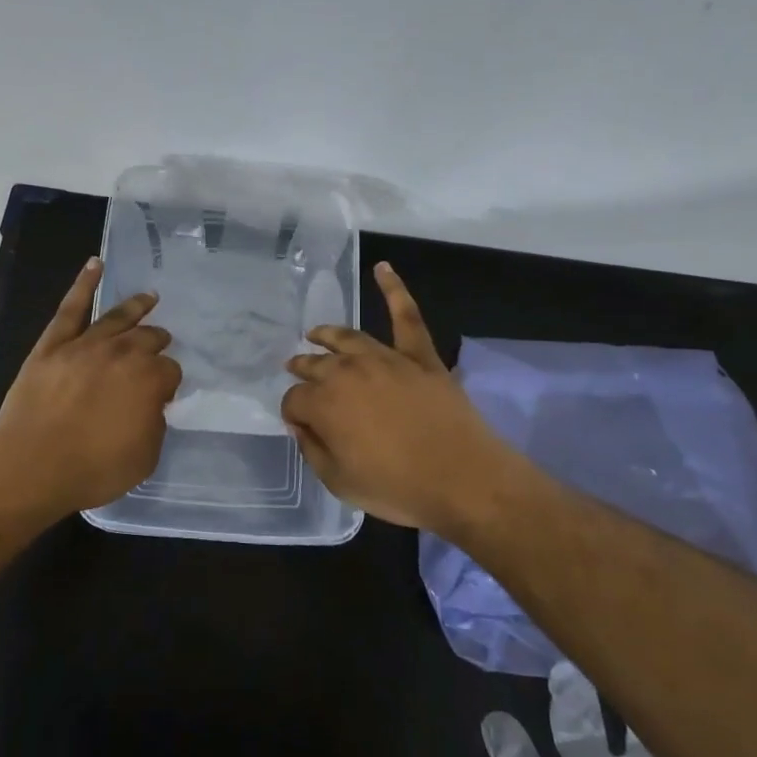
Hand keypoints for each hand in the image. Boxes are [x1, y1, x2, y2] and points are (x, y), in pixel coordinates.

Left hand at [0, 257, 181, 513]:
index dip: (168, 383)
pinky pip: (72, 307)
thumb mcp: (144, 457)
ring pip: (117, 317)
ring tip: (149, 298)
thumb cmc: (93, 468)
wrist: (33, 464)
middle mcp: (123, 353)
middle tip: (161, 344)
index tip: (162, 394)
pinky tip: (95, 265)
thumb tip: (150, 405)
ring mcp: (86, 344)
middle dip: (157, 341)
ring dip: (137, 307)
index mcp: (150, 379)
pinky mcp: (54, 343)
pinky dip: (84, 283)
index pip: (170, 371)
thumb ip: (154, 424)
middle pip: (148, 339)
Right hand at [282, 262, 508, 532]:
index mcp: (323, 403)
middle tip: (296, 370)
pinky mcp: (420, 355)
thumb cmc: (397, 488)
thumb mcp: (339, 481)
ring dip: (327, 335)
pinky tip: (383, 268)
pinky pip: (406, 316)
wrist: (463, 480)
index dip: (293, 413)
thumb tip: (301, 424)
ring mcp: (385, 358)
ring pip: (347, 338)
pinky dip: (394, 289)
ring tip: (316, 333)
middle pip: (315, 364)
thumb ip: (312, 449)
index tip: (299, 423)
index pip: (294, 400)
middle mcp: (347, 371)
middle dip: (302, 368)